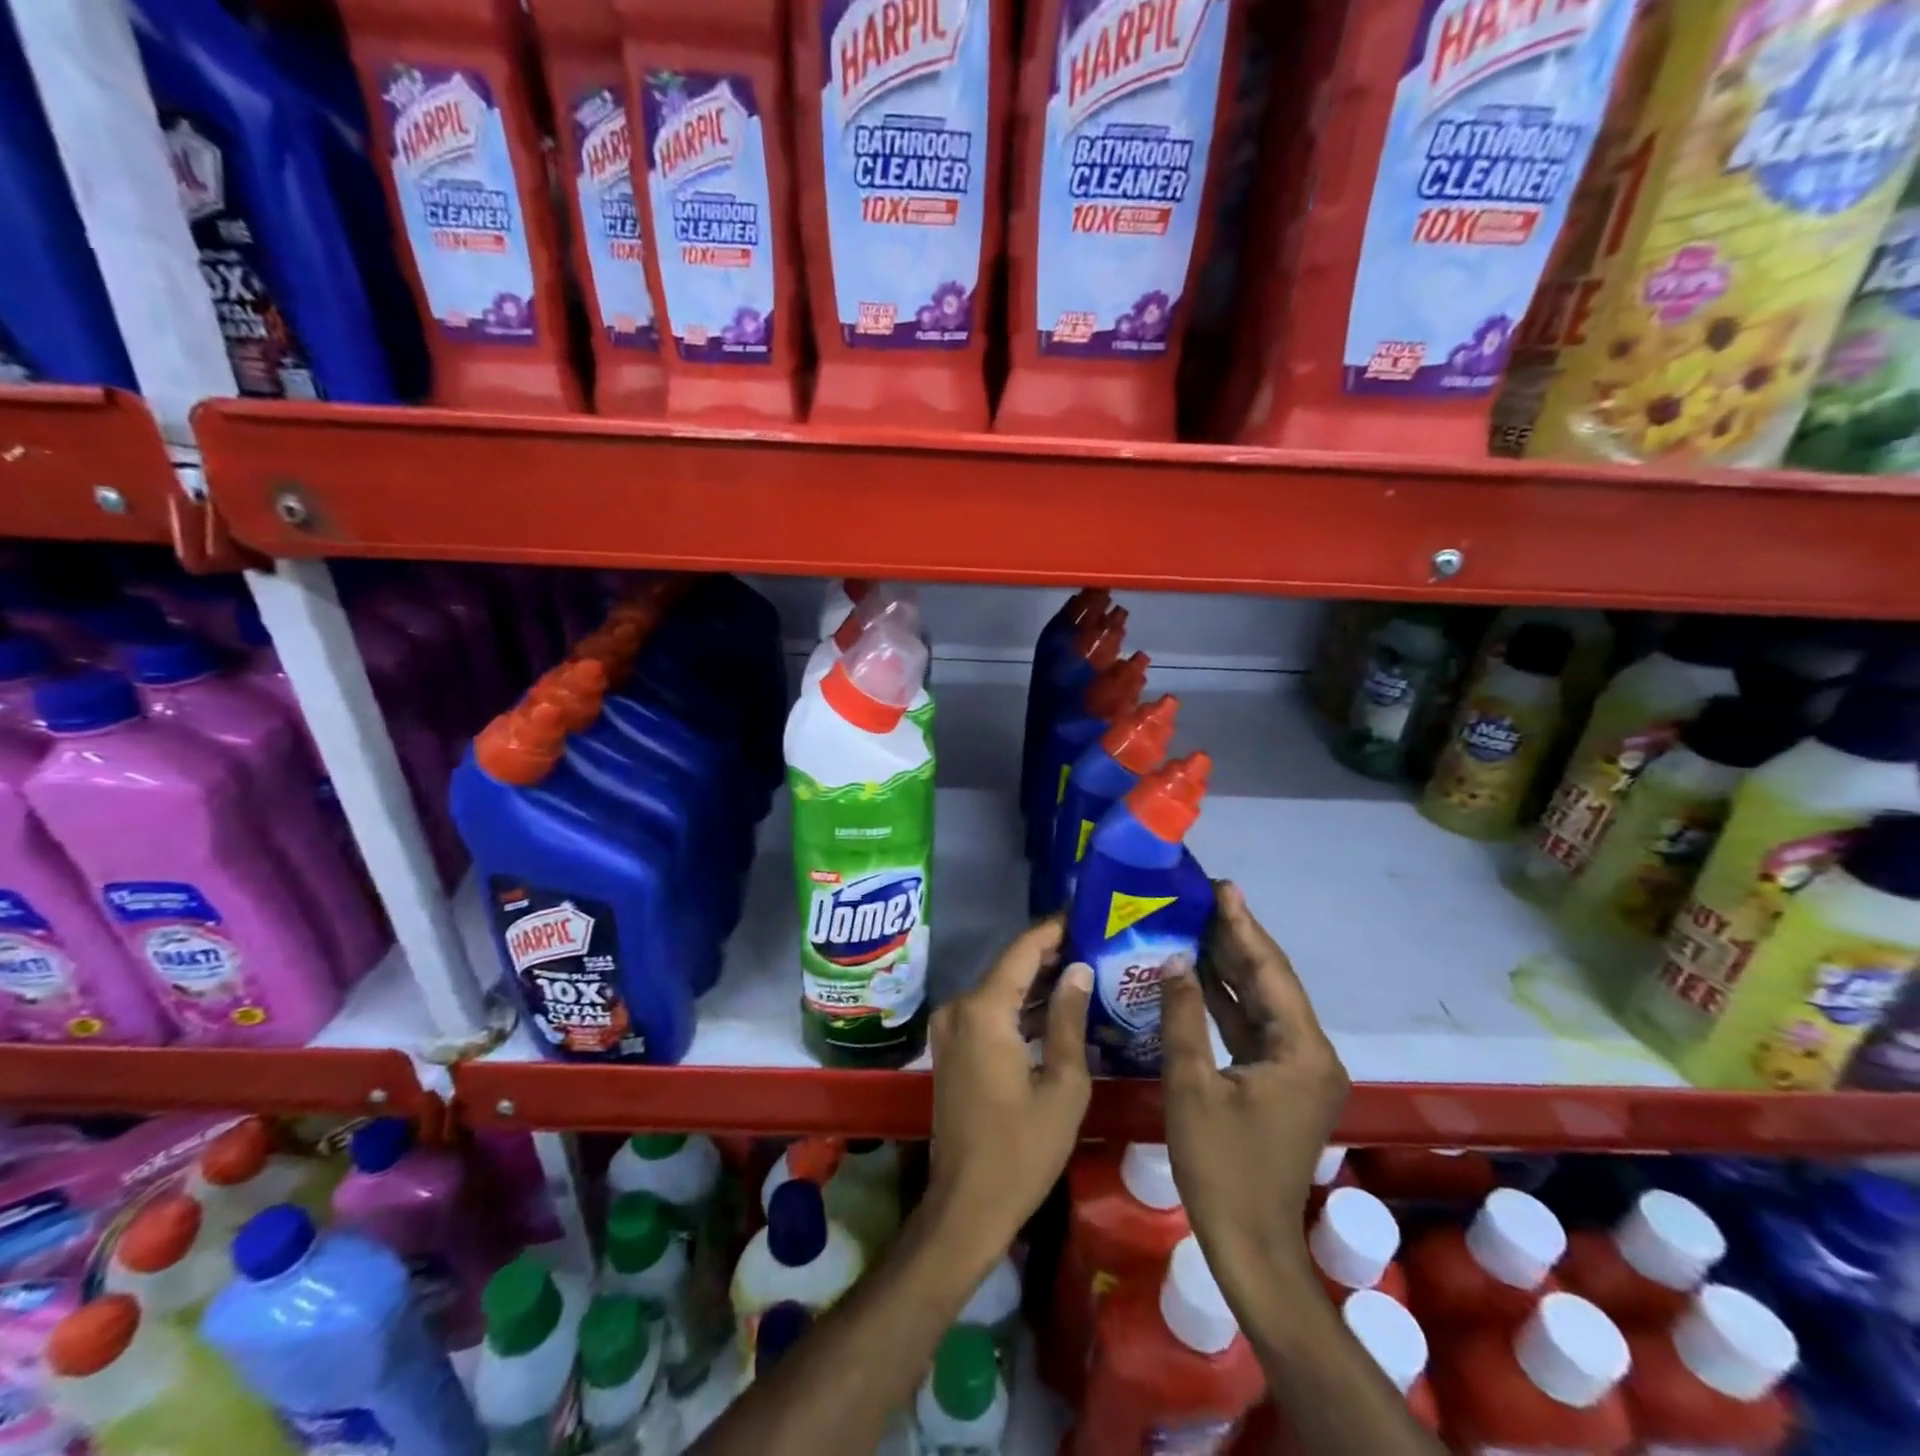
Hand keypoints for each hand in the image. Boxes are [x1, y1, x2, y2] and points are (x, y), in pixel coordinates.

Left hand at [924, 918, 1092, 1255]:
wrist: (966, 1206)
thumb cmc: (1021, 1150)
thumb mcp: (1062, 1085)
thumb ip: (1068, 1019)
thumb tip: (1079, 969)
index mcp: (983, 1010)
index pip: (1023, 950)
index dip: (1054, 929)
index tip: (1086, 913)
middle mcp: (959, 1007)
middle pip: (1010, 966)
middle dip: (1051, 954)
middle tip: (1097, 942)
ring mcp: (950, 1027)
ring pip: (1000, 988)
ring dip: (1037, 981)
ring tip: (1086, 967)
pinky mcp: (952, 1046)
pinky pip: (990, 1011)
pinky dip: (1020, 1007)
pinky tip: (1056, 1006)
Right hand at [1160, 882, 1349, 1283]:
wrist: (1250, 1245)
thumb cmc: (1220, 1165)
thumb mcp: (1192, 1085)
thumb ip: (1183, 1016)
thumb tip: (1173, 960)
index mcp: (1301, 1051)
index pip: (1270, 973)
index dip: (1244, 927)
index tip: (1222, 888)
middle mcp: (1311, 1053)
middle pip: (1271, 983)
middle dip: (1238, 939)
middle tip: (1205, 897)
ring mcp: (1298, 1070)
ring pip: (1262, 1003)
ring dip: (1232, 967)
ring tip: (1198, 924)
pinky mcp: (1281, 1083)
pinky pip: (1254, 1028)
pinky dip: (1228, 1002)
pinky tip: (1199, 976)